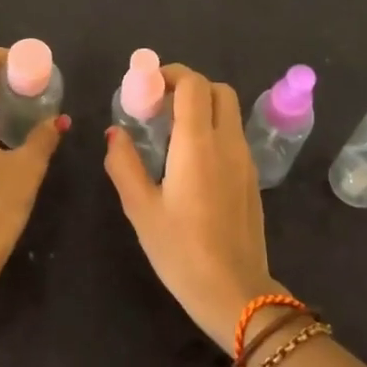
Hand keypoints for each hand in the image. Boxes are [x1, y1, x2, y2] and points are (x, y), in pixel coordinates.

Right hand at [104, 65, 274, 345]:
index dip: (170, 75)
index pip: (194, 85)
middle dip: (189, 87)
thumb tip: (114, 133)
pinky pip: (234, 136)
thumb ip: (124, 164)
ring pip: (230, 112)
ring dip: (203, 108)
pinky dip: (213, 129)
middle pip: (218, 90)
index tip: (146, 87)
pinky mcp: (251, 178)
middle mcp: (227, 143)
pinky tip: (190, 160)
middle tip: (159, 106)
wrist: (235, 291)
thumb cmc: (181, 251)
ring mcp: (245, 160)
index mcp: (198, 144)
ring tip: (170, 133)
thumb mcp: (141, 209)